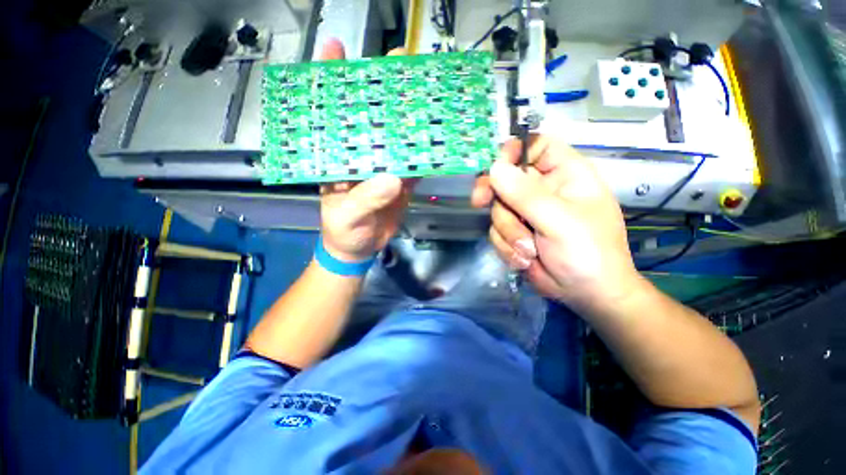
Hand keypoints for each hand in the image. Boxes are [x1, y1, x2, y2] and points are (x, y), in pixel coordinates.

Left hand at [318, 39, 414, 261]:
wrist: (360, 248)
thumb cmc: (343, 232)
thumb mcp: (347, 217)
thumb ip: (365, 199)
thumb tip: (393, 179)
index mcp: (338, 158)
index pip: (331, 114)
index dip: (330, 80)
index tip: (336, 48)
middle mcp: (360, 156)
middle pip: (370, 117)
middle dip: (382, 88)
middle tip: (399, 60)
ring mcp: (383, 167)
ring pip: (396, 137)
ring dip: (409, 117)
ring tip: (423, 90)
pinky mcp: (400, 181)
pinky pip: (414, 163)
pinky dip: (425, 152)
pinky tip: (436, 136)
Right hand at [471, 135, 642, 314]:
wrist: (586, 294)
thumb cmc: (588, 253)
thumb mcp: (560, 221)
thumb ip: (526, 195)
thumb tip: (495, 169)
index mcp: (563, 175)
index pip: (534, 146)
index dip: (513, 151)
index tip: (494, 167)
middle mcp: (541, 190)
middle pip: (504, 178)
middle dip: (494, 195)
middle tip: (480, 202)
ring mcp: (525, 212)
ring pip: (497, 209)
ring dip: (508, 231)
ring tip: (529, 250)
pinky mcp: (514, 232)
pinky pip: (496, 231)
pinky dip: (506, 246)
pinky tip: (524, 259)